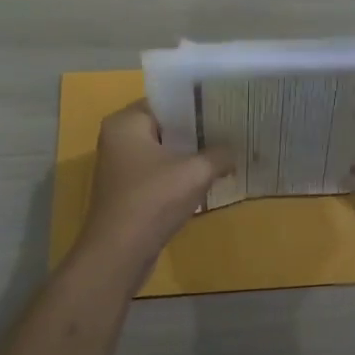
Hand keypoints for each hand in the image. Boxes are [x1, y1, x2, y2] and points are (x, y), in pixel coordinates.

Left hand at [76, 102, 231, 271]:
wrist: (119, 254)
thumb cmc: (153, 200)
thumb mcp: (196, 172)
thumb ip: (220, 154)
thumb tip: (236, 152)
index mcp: (126, 122)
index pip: (167, 101)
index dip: (198, 103)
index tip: (226, 104)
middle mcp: (118, 139)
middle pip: (166, 126)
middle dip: (197, 130)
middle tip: (231, 128)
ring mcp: (120, 167)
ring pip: (164, 151)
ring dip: (190, 155)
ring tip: (226, 151)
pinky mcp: (127, 191)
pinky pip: (159, 173)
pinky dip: (180, 175)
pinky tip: (206, 179)